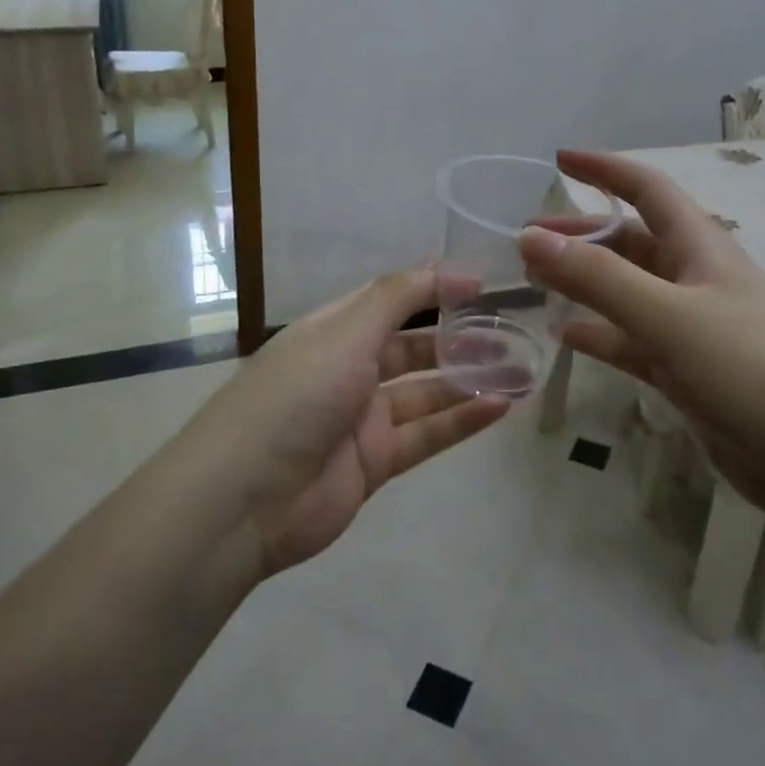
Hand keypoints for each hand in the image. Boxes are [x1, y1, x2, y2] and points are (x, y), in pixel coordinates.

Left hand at [195, 266, 511, 575]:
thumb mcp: (346, 332)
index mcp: (333, 331)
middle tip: (510, 331)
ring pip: (426, 392)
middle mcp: (348, 369)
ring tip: (520, 368)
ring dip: (469, 379)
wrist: (244, 499)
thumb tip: (446, 266)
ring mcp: (362, 418)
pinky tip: (501, 405)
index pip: (390, 300)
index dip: (433, 288)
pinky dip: (462, 420)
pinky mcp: (375, 462)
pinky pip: (427, 434)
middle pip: (413, 347)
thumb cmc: (296, 395)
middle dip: (459, 338)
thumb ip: (398, 297)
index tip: (481, 284)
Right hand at [520, 151, 764, 519]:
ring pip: (629, 293)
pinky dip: (602, 336)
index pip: (647, 188)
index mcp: (701, 248)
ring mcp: (695, 330)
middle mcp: (697, 280)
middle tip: (528, 242)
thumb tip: (529, 236)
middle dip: (582, 235)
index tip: (558, 159)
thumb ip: (599, 278)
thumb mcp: (670, 317)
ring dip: (587, 284)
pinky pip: (635, 344)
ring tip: (536, 284)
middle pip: (631, 242)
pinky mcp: (692, 375)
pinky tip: (568, 338)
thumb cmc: (756, 370)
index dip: (604, 169)